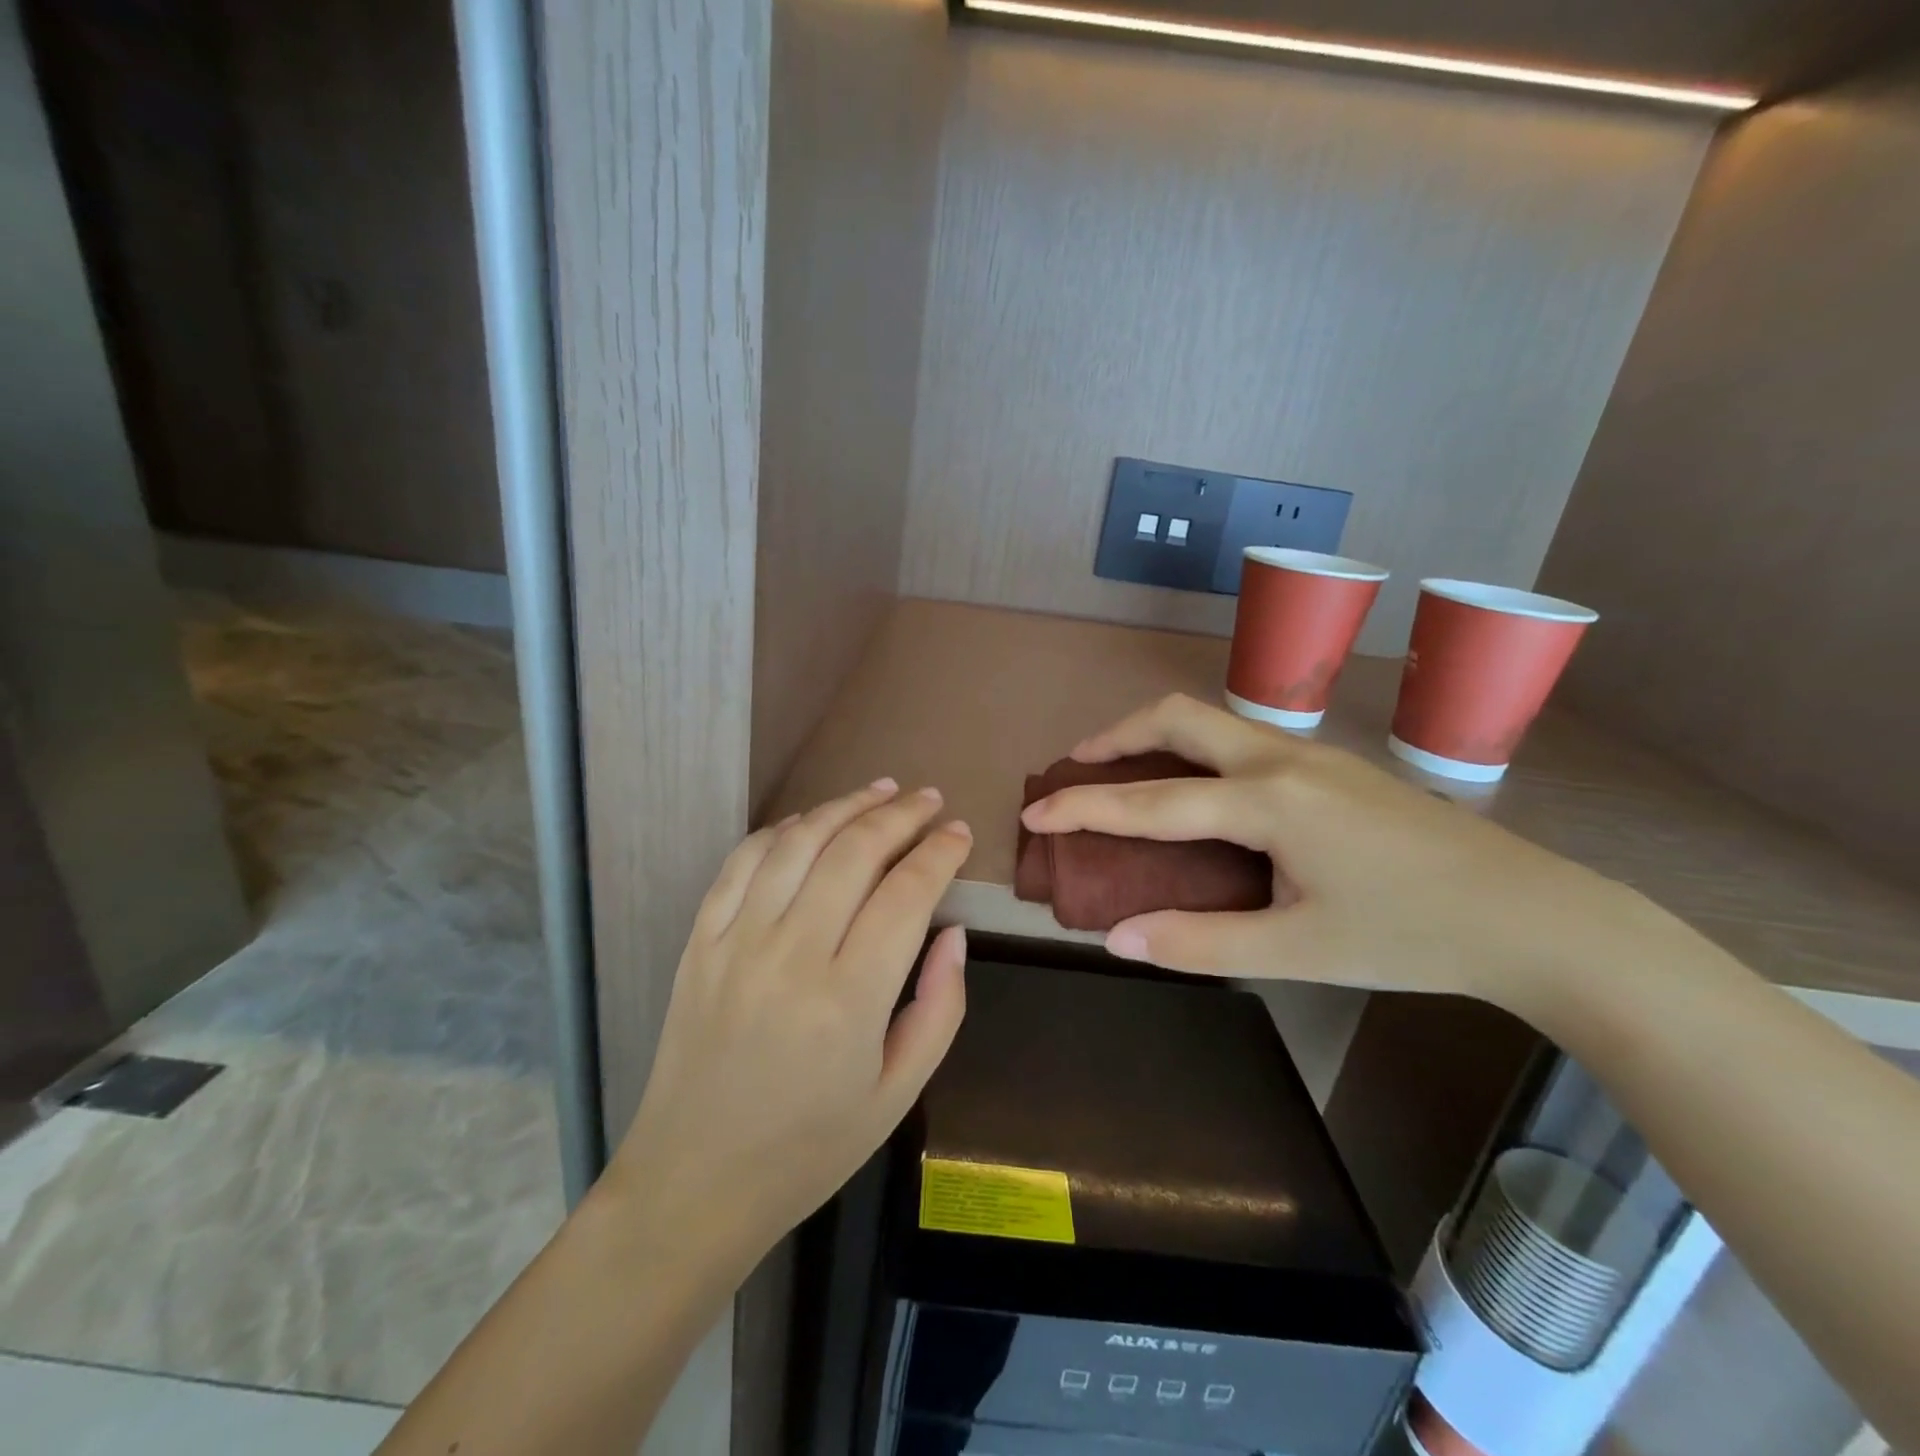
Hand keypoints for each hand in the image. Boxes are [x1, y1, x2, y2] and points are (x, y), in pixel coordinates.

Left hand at [605, 780, 971, 1268]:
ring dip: (844, 806)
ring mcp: (737, 942)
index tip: (961, 833)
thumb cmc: (809, 1147)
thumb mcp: (898, 1094)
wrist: (693, 1181)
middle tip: (929, 799)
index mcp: (848, 1000)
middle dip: (900, 815)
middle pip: (854, 853)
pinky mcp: (700, 941)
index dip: (940, 853)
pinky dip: (781, 830)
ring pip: (798, 843)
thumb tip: (953, 931)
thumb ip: (939, 1007)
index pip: (906, 895)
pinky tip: (810, 821)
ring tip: (880, 790)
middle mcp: (791, 955)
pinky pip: (742, 862)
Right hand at [1019, 694, 1655, 1015]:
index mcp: (1267, 801)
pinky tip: (1197, 793)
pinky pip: (1239, 739)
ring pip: (1211, 720)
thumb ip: (1199, 942)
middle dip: (1115, 736)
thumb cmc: (1410, 936)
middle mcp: (1281, 758)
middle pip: (1177, 716)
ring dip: (1155, 737)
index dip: (1083, 806)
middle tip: (1077, 768)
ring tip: (1124, 774)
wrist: (1532, 915)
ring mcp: (1311, 754)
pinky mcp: (1330, 765)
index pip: (1150, 800)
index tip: (1035, 812)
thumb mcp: (1296, 952)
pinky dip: (1193, 752)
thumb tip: (1117, 939)